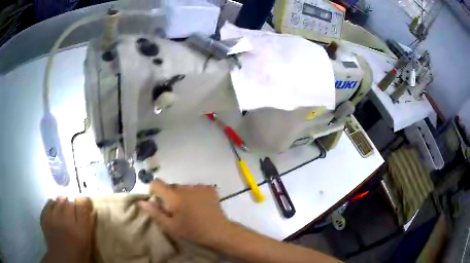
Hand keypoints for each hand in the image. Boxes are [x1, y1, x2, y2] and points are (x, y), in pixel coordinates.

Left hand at [40, 197, 95, 262]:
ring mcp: (54, 218)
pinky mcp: (45, 218)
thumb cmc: (79, 254)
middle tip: (75, 210)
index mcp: (80, 229)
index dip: (85, 202)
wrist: (62, 260)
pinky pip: (49, 204)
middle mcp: (67, 220)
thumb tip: (93, 212)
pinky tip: (55, 208)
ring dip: (63, 202)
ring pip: (59, 200)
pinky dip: (52, 204)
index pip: (83, 206)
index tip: (86, 204)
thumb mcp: (89, 244)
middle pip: (70, 202)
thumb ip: (91, 227)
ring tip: (64, 208)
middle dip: (73, 204)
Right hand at [139, 180, 229, 245]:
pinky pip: (196, 188)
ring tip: (190, 209)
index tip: (158, 201)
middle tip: (176, 210)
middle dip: (169, 195)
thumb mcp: (170, 225)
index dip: (154, 190)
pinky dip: (195, 194)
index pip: (156, 183)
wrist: (218, 231)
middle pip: (171, 186)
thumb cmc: (192, 231)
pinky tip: (200, 205)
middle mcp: (185, 187)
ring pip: (184, 187)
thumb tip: (141, 201)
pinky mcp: (209, 188)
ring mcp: (198, 186)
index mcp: (173, 196)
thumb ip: (154, 212)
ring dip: (183, 195)